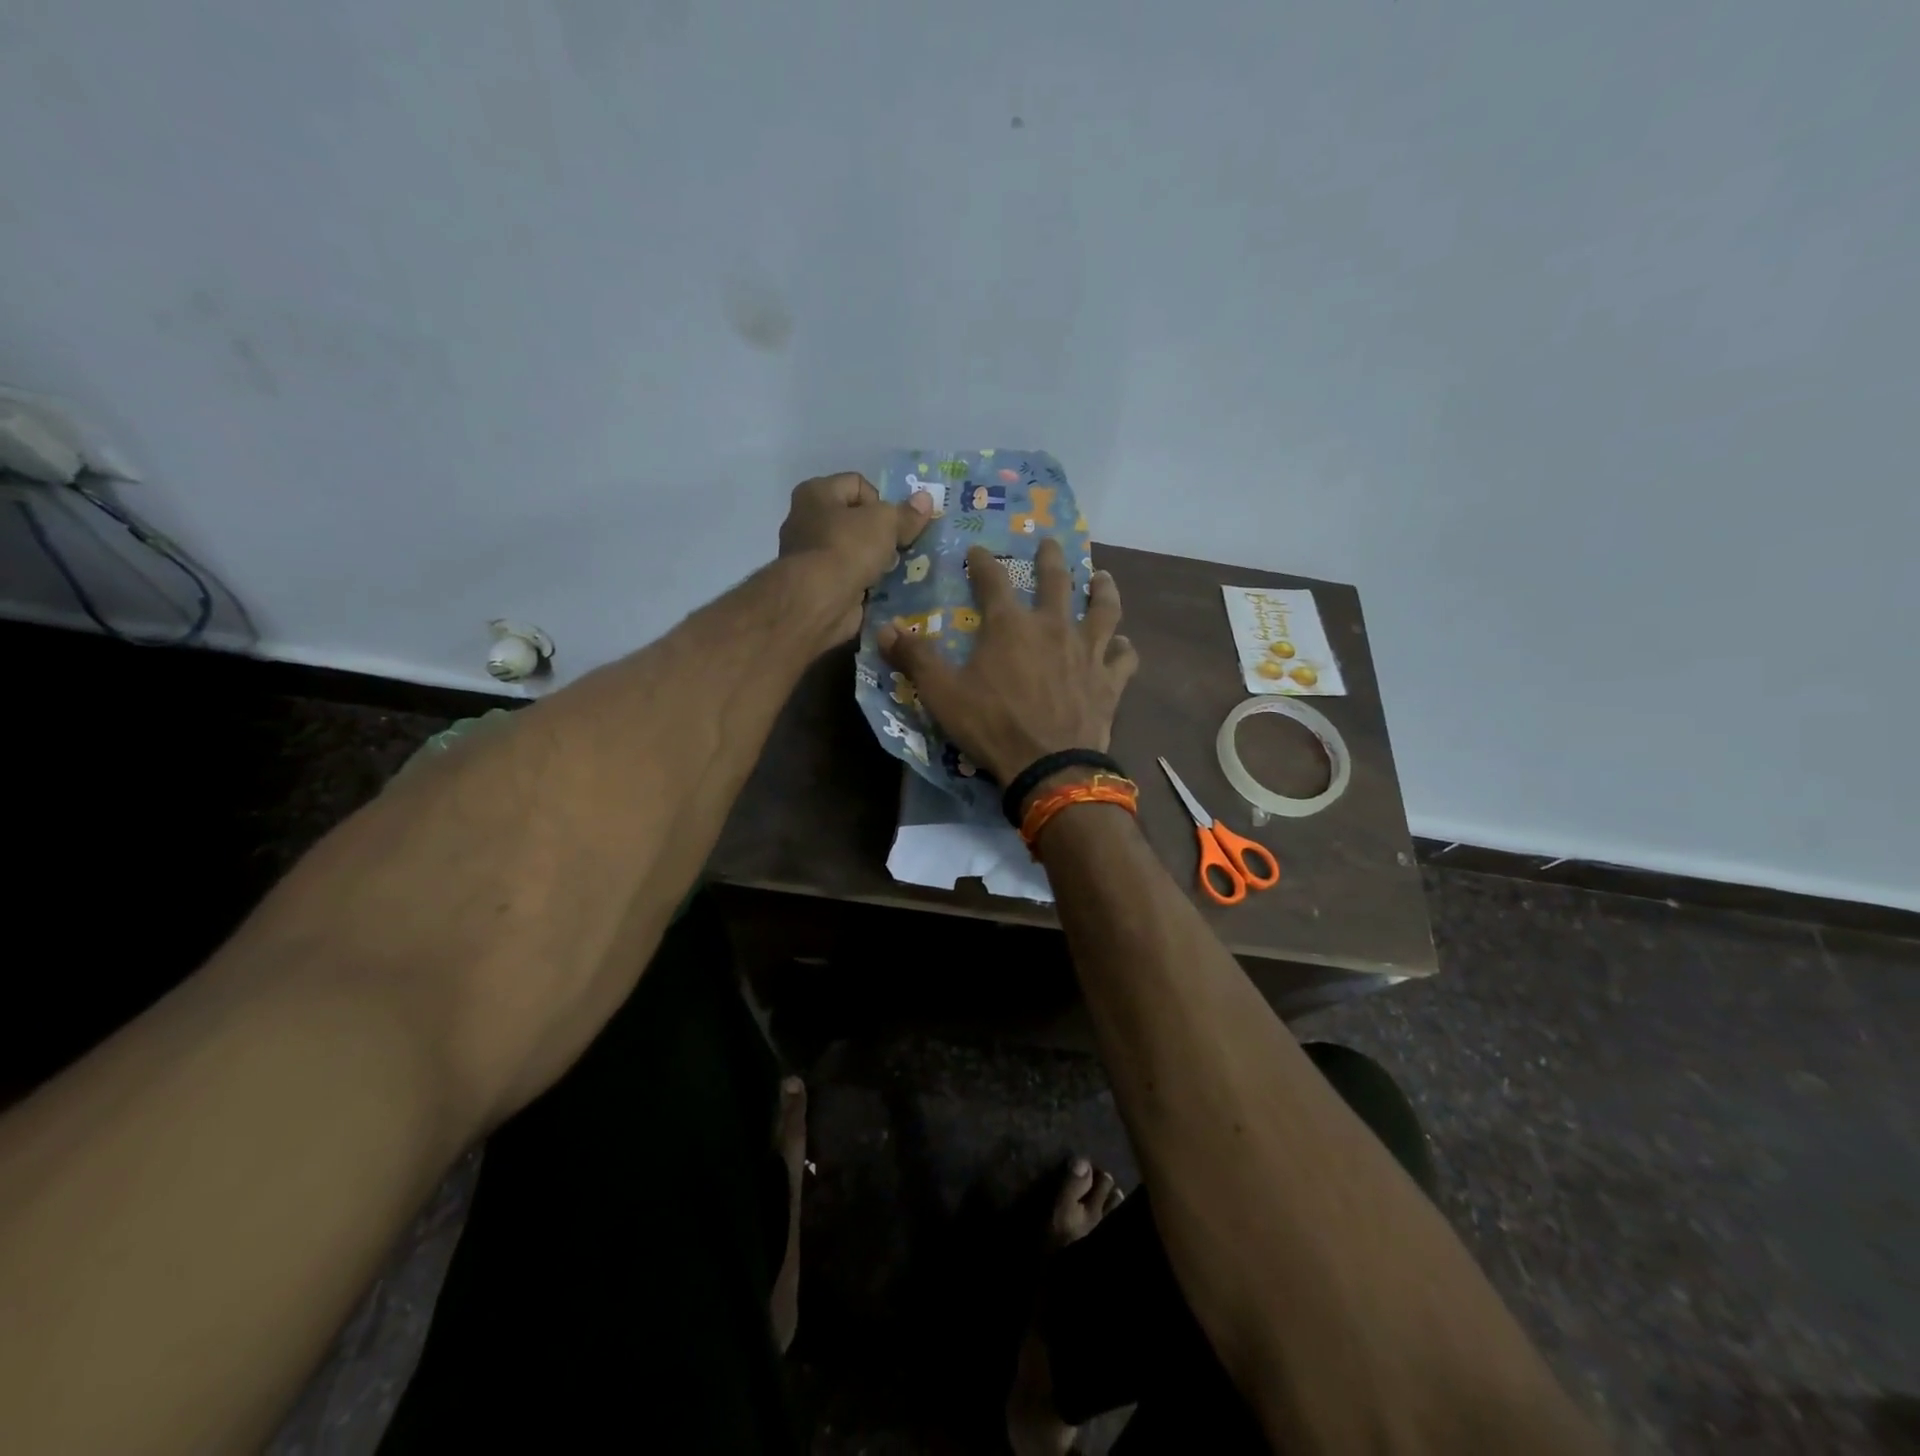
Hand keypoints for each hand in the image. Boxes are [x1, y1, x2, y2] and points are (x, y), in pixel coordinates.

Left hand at [779, 472, 931, 643]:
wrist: (819, 601)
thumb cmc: (847, 548)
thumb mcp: (885, 523)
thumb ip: (906, 513)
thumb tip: (926, 499)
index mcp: (817, 493)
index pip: (858, 484)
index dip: (881, 501)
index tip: (892, 524)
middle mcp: (807, 520)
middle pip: (856, 520)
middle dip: (881, 534)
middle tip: (898, 548)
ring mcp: (811, 556)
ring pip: (855, 551)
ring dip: (876, 561)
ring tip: (894, 571)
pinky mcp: (819, 586)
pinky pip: (851, 577)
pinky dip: (866, 583)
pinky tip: (883, 590)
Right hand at [878, 537, 1138, 787]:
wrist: (1049, 765)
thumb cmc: (993, 726)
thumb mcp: (942, 694)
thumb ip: (915, 658)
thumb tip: (883, 629)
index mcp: (1010, 626)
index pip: (993, 581)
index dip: (983, 562)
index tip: (977, 550)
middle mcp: (1053, 627)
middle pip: (1056, 582)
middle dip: (1051, 559)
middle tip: (1050, 543)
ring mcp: (1087, 652)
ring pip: (1103, 610)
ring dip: (1103, 590)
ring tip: (1103, 577)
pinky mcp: (1109, 681)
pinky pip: (1123, 658)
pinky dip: (1124, 649)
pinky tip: (1123, 645)